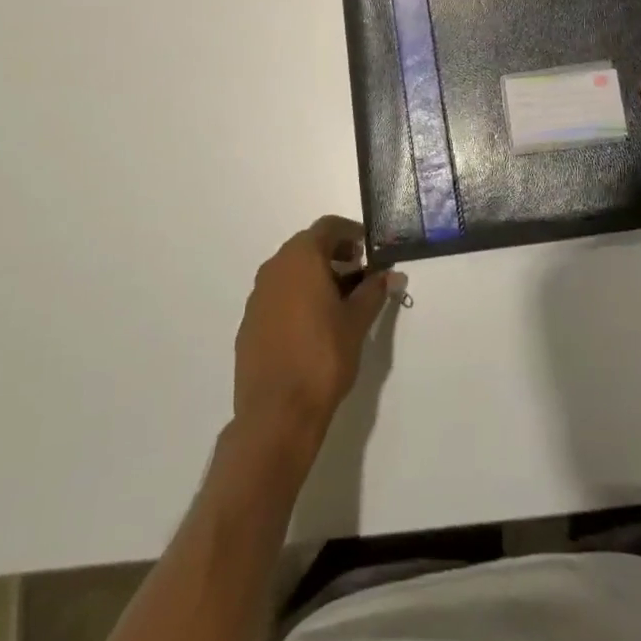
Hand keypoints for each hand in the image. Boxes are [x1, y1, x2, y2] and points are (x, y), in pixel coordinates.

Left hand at [232, 217, 403, 450]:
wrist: (276, 414)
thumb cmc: (323, 357)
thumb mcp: (357, 322)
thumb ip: (374, 291)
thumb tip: (391, 274)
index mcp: (301, 258)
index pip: (328, 227)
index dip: (351, 233)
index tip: (369, 249)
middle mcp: (275, 267)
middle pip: (307, 246)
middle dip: (334, 254)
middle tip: (359, 274)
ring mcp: (257, 296)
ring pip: (290, 271)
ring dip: (315, 276)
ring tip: (340, 302)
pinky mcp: (249, 323)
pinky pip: (277, 296)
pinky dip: (297, 298)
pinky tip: (313, 326)